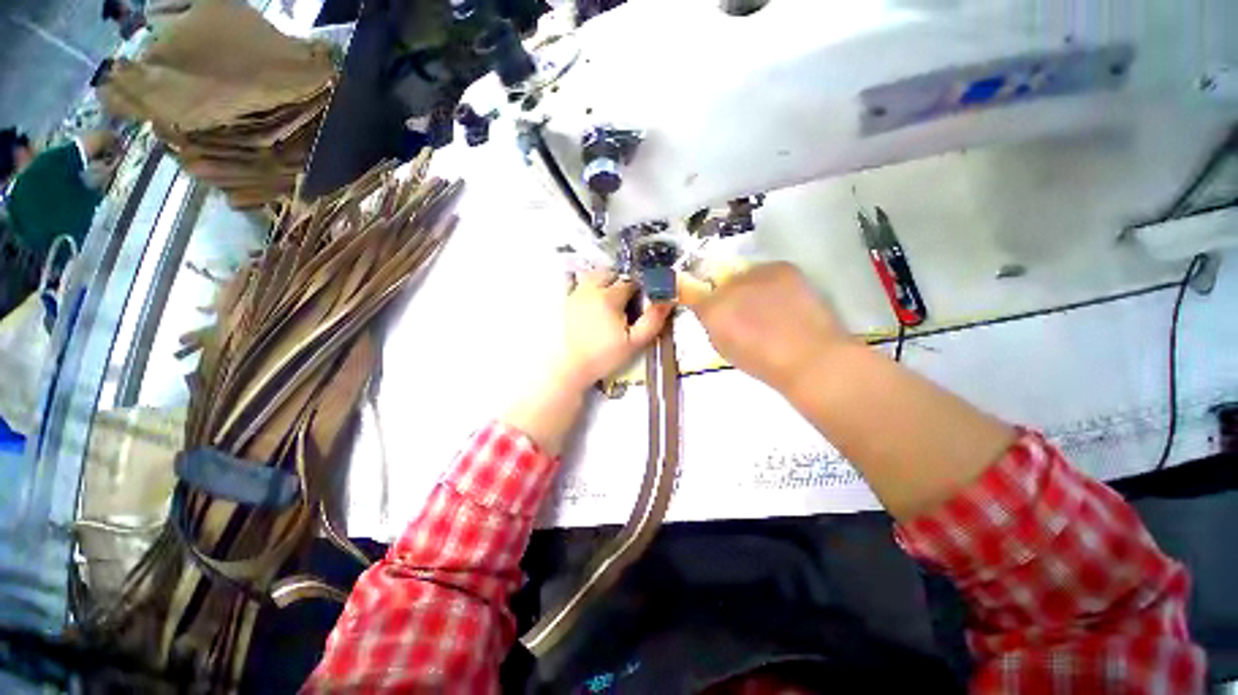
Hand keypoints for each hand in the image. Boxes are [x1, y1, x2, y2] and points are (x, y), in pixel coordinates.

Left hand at [504, 271, 670, 455]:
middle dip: (622, 282)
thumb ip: (652, 321)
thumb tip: (667, 300)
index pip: (631, 281)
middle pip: (611, 274)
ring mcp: (575, 294)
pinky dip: (588, 288)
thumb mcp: (634, 343)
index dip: (640, 288)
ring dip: (604, 281)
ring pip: (593, 276)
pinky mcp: (565, 302)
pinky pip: (578, 285)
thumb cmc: (602, 356)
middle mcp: (591, 289)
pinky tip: (592, 304)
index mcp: (610, 297)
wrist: (568, 367)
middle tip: (627, 300)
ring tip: (610, 300)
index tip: (642, 300)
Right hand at [679, 262, 849, 390]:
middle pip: (719, 283)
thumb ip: (713, 325)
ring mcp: (756, 273)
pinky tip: (784, 299)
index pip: (693, 293)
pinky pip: (767, 271)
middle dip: (727, 294)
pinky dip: (770, 282)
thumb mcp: (724, 348)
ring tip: (767, 305)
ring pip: (744, 275)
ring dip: (748, 287)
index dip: (699, 299)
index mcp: (712, 310)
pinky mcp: (781, 267)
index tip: (707, 307)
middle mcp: (728, 286)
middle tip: (743, 310)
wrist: (810, 357)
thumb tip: (714, 313)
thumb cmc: (763, 363)